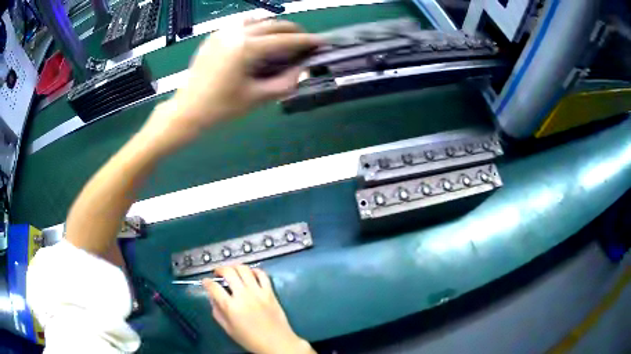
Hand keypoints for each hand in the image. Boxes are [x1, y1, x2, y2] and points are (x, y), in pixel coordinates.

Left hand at [152, 19, 319, 142]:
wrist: (187, 110)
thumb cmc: (221, 108)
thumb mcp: (258, 98)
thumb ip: (286, 82)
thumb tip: (302, 69)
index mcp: (247, 48)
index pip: (285, 40)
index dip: (306, 41)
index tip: (321, 42)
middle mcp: (235, 33)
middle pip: (273, 24)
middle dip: (293, 31)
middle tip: (305, 41)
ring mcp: (223, 32)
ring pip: (258, 20)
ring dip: (275, 27)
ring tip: (283, 39)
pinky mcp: (214, 36)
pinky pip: (241, 24)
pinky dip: (256, 27)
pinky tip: (259, 39)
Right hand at [203, 266, 314, 353]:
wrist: (277, 343)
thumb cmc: (251, 339)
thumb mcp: (229, 329)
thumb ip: (218, 312)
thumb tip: (213, 298)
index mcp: (231, 306)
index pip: (214, 287)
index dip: (206, 282)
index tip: (205, 282)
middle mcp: (243, 295)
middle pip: (228, 272)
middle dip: (219, 269)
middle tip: (217, 273)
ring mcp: (258, 292)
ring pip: (244, 269)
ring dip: (235, 267)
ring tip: (232, 271)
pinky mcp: (270, 292)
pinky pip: (262, 274)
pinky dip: (255, 271)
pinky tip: (250, 274)